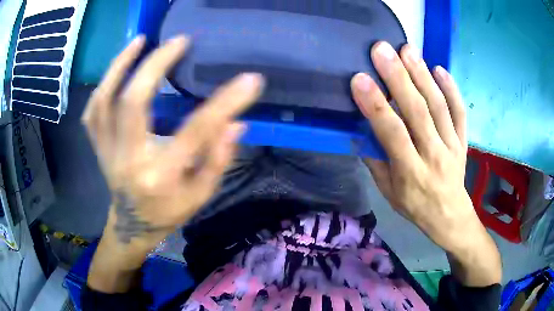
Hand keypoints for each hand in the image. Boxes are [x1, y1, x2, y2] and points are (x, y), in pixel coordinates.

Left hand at [82, 35, 263, 249]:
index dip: (224, 103)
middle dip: (155, 65)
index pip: (195, 133)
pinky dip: (103, 86)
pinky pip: (92, 112)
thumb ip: (218, 160)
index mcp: (160, 176)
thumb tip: (236, 123)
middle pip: (133, 103)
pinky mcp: (98, 146)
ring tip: (140, 41)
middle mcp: (129, 160)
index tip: (249, 80)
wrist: (131, 226)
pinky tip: (118, 69)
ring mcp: (107, 152)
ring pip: (103, 101)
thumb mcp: (200, 195)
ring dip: (120, 66)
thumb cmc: (168, 212)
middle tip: (179, 41)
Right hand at [351, 42, 500, 285]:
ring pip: (439, 106)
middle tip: (383, 49)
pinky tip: (440, 69)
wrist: (449, 215)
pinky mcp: (463, 140)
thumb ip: (376, 162)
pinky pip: (460, 112)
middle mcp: (434, 155)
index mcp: (411, 173)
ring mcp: (452, 145)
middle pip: (418, 112)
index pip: (393, 134)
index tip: (360, 79)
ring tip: (408, 50)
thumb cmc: (415, 206)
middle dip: (399, 78)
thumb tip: (361, 131)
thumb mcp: (389, 193)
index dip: (376, 106)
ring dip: (423, 75)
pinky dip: (452, 89)